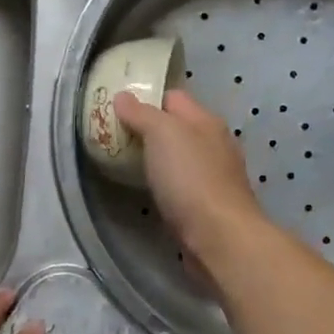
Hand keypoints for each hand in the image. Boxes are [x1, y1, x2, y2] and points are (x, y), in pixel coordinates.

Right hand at [114, 88, 265, 262]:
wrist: (219, 237)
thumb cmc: (190, 179)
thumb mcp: (162, 135)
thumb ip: (141, 114)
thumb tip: (123, 96)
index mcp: (206, 121)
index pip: (173, 98)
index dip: (146, 99)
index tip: (117, 108)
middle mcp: (214, 144)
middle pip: (177, 128)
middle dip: (148, 130)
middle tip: (115, 138)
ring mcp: (214, 176)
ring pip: (180, 158)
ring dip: (157, 159)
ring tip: (125, 164)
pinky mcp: (209, 205)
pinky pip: (182, 185)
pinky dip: (166, 184)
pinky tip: (150, 192)